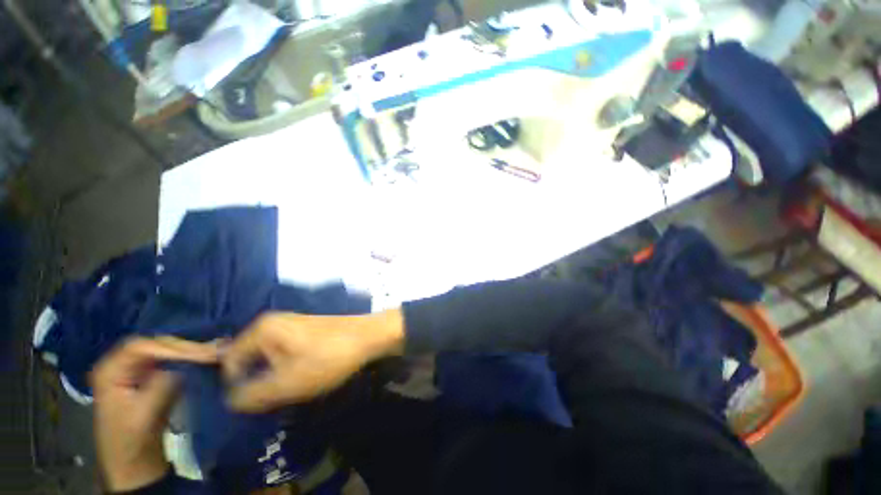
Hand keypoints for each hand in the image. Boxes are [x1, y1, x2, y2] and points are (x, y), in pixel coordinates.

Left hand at [91, 337, 219, 491]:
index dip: (170, 348)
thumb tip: (185, 366)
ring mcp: (136, 369)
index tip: (199, 356)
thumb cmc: (132, 441)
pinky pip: (172, 360)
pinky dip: (191, 358)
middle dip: (186, 348)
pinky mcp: (151, 375)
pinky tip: (208, 356)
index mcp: (109, 371)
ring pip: (167, 350)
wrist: (133, 462)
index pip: (140, 347)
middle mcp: (121, 363)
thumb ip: (161, 387)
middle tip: (214, 352)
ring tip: (216, 352)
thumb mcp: (144, 416)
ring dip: (192, 351)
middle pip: (156, 345)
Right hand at [222, 310, 404, 412]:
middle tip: (277, 393)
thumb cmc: (327, 357)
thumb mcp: (287, 383)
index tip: (258, 400)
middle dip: (258, 380)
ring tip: (291, 386)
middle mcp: (273, 322)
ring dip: (273, 376)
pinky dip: (287, 367)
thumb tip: (230, 401)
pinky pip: (284, 353)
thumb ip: (252, 395)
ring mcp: (291, 325)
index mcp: (262, 328)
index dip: (238, 386)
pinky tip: (302, 374)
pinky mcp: (305, 330)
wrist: (368, 336)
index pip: (229, 363)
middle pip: (249, 359)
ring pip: (268, 358)